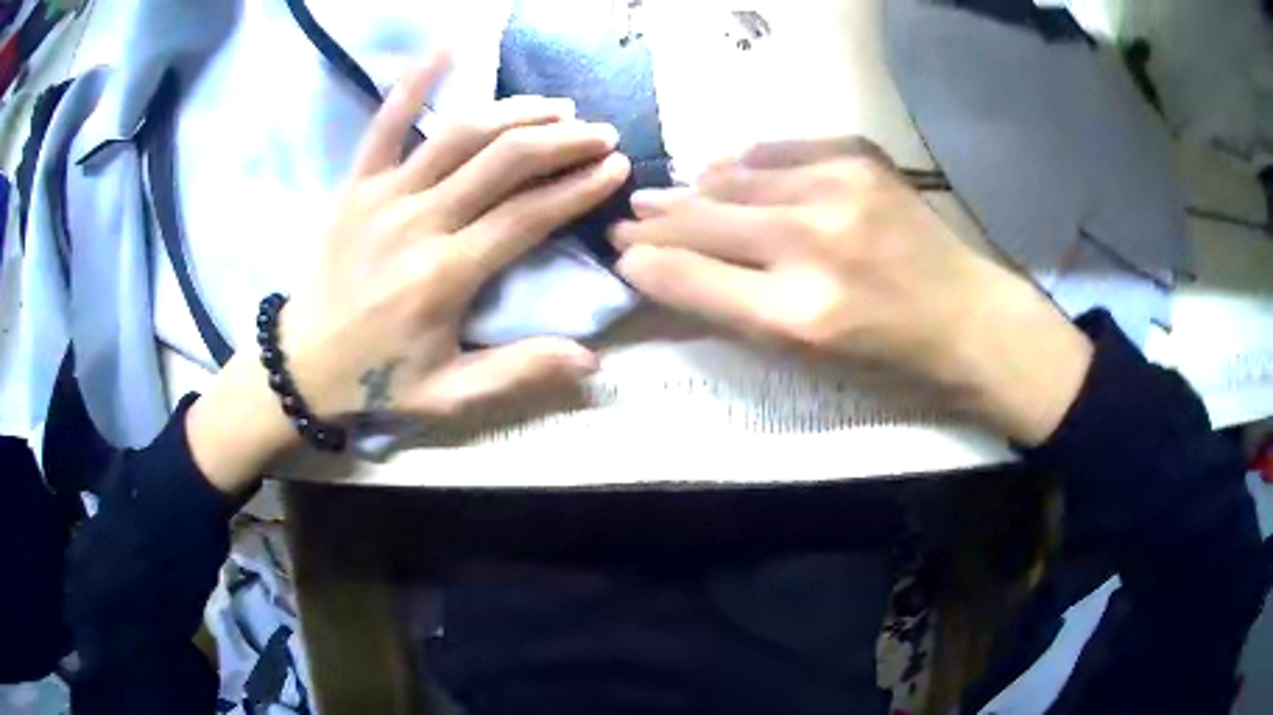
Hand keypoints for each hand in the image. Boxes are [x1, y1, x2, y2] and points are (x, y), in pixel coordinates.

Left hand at [189, 53, 630, 491]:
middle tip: (599, 132)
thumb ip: (518, 372)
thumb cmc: (378, 377)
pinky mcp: (356, 184)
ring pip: (460, 135)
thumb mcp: (450, 394)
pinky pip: (385, 124)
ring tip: (556, 107)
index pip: (528, 215)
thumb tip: (593, 361)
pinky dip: (414, 82)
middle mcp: (420, 223)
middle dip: (561, 141)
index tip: (615, 167)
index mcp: (446, 275)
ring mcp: (384, 196)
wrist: (302, 362)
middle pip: (503, 163)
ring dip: (514, 112)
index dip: (578, 187)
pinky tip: (446, 48)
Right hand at [611, 138, 1091, 445]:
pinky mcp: (859, 158)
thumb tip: (667, 267)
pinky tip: (726, 167)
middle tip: (629, 218)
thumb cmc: (884, 353)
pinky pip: (779, 149)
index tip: (622, 253)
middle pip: (703, 220)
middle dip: (656, 221)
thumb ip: (731, 309)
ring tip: (666, 192)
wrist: (965, 317)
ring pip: (734, 178)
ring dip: (693, 188)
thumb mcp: (805, 354)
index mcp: (795, 315)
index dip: (645, 262)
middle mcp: (810, 244)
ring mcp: (837, 190)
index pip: (689, 277)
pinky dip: (745, 160)